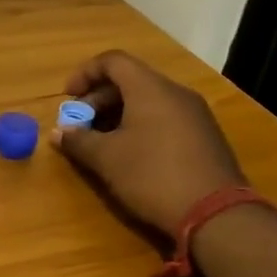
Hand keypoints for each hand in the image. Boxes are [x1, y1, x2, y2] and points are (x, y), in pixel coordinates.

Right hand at [51, 50, 245, 235]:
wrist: (217, 215)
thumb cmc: (153, 176)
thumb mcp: (107, 159)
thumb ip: (78, 140)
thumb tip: (59, 132)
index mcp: (150, 89)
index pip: (113, 61)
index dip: (84, 73)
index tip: (67, 98)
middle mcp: (175, 93)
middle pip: (130, 80)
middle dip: (98, 99)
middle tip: (80, 125)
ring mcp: (195, 115)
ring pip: (148, 100)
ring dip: (118, 114)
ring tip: (101, 142)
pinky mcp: (205, 137)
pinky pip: (165, 118)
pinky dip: (141, 126)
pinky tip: (131, 154)